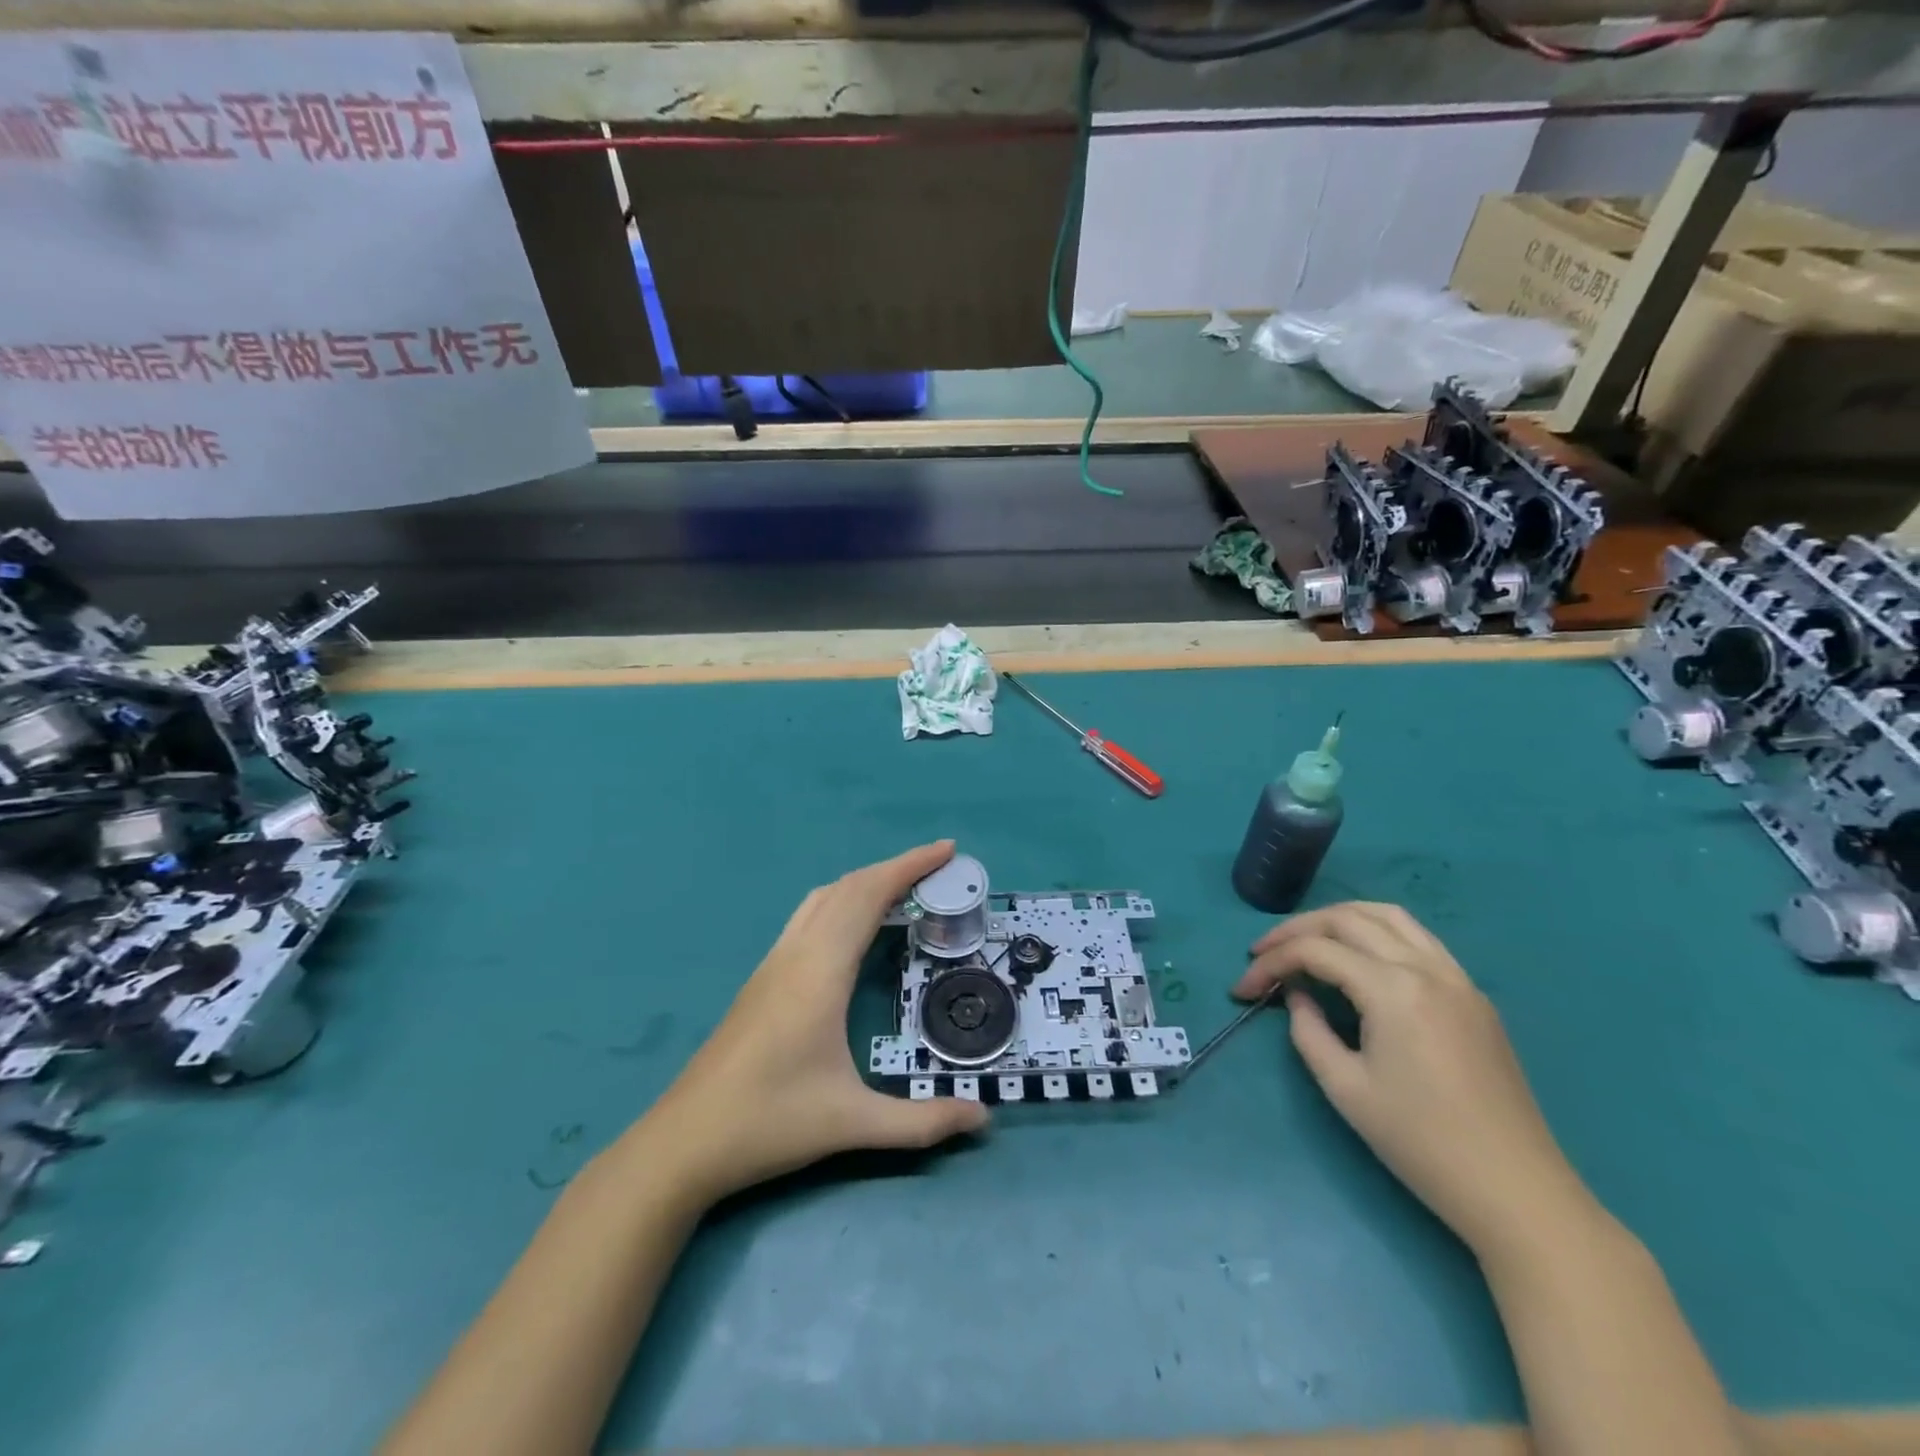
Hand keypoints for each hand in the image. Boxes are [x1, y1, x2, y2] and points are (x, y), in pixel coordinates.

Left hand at [642, 840, 988, 1204]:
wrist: (684, 1142)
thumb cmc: (769, 1122)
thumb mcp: (852, 1123)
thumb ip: (922, 1123)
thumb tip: (984, 1119)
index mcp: (820, 970)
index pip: (868, 895)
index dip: (909, 866)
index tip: (946, 849)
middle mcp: (796, 953)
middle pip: (847, 887)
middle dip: (895, 868)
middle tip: (938, 870)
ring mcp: (773, 963)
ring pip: (822, 898)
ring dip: (864, 883)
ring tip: (902, 891)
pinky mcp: (761, 979)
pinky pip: (807, 917)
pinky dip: (841, 902)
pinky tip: (853, 930)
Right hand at [1234, 902, 1592, 1258]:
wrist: (1517, 1192)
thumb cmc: (1422, 1143)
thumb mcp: (1345, 1088)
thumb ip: (1308, 1031)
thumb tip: (1298, 997)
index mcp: (1393, 989)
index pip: (1316, 951)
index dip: (1270, 962)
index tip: (1240, 989)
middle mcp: (1427, 968)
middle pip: (1348, 919)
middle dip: (1296, 930)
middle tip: (1263, 954)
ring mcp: (1458, 978)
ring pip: (1389, 916)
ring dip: (1339, 919)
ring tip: (1307, 941)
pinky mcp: (1474, 997)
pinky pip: (1418, 940)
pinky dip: (1377, 933)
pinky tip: (1360, 960)